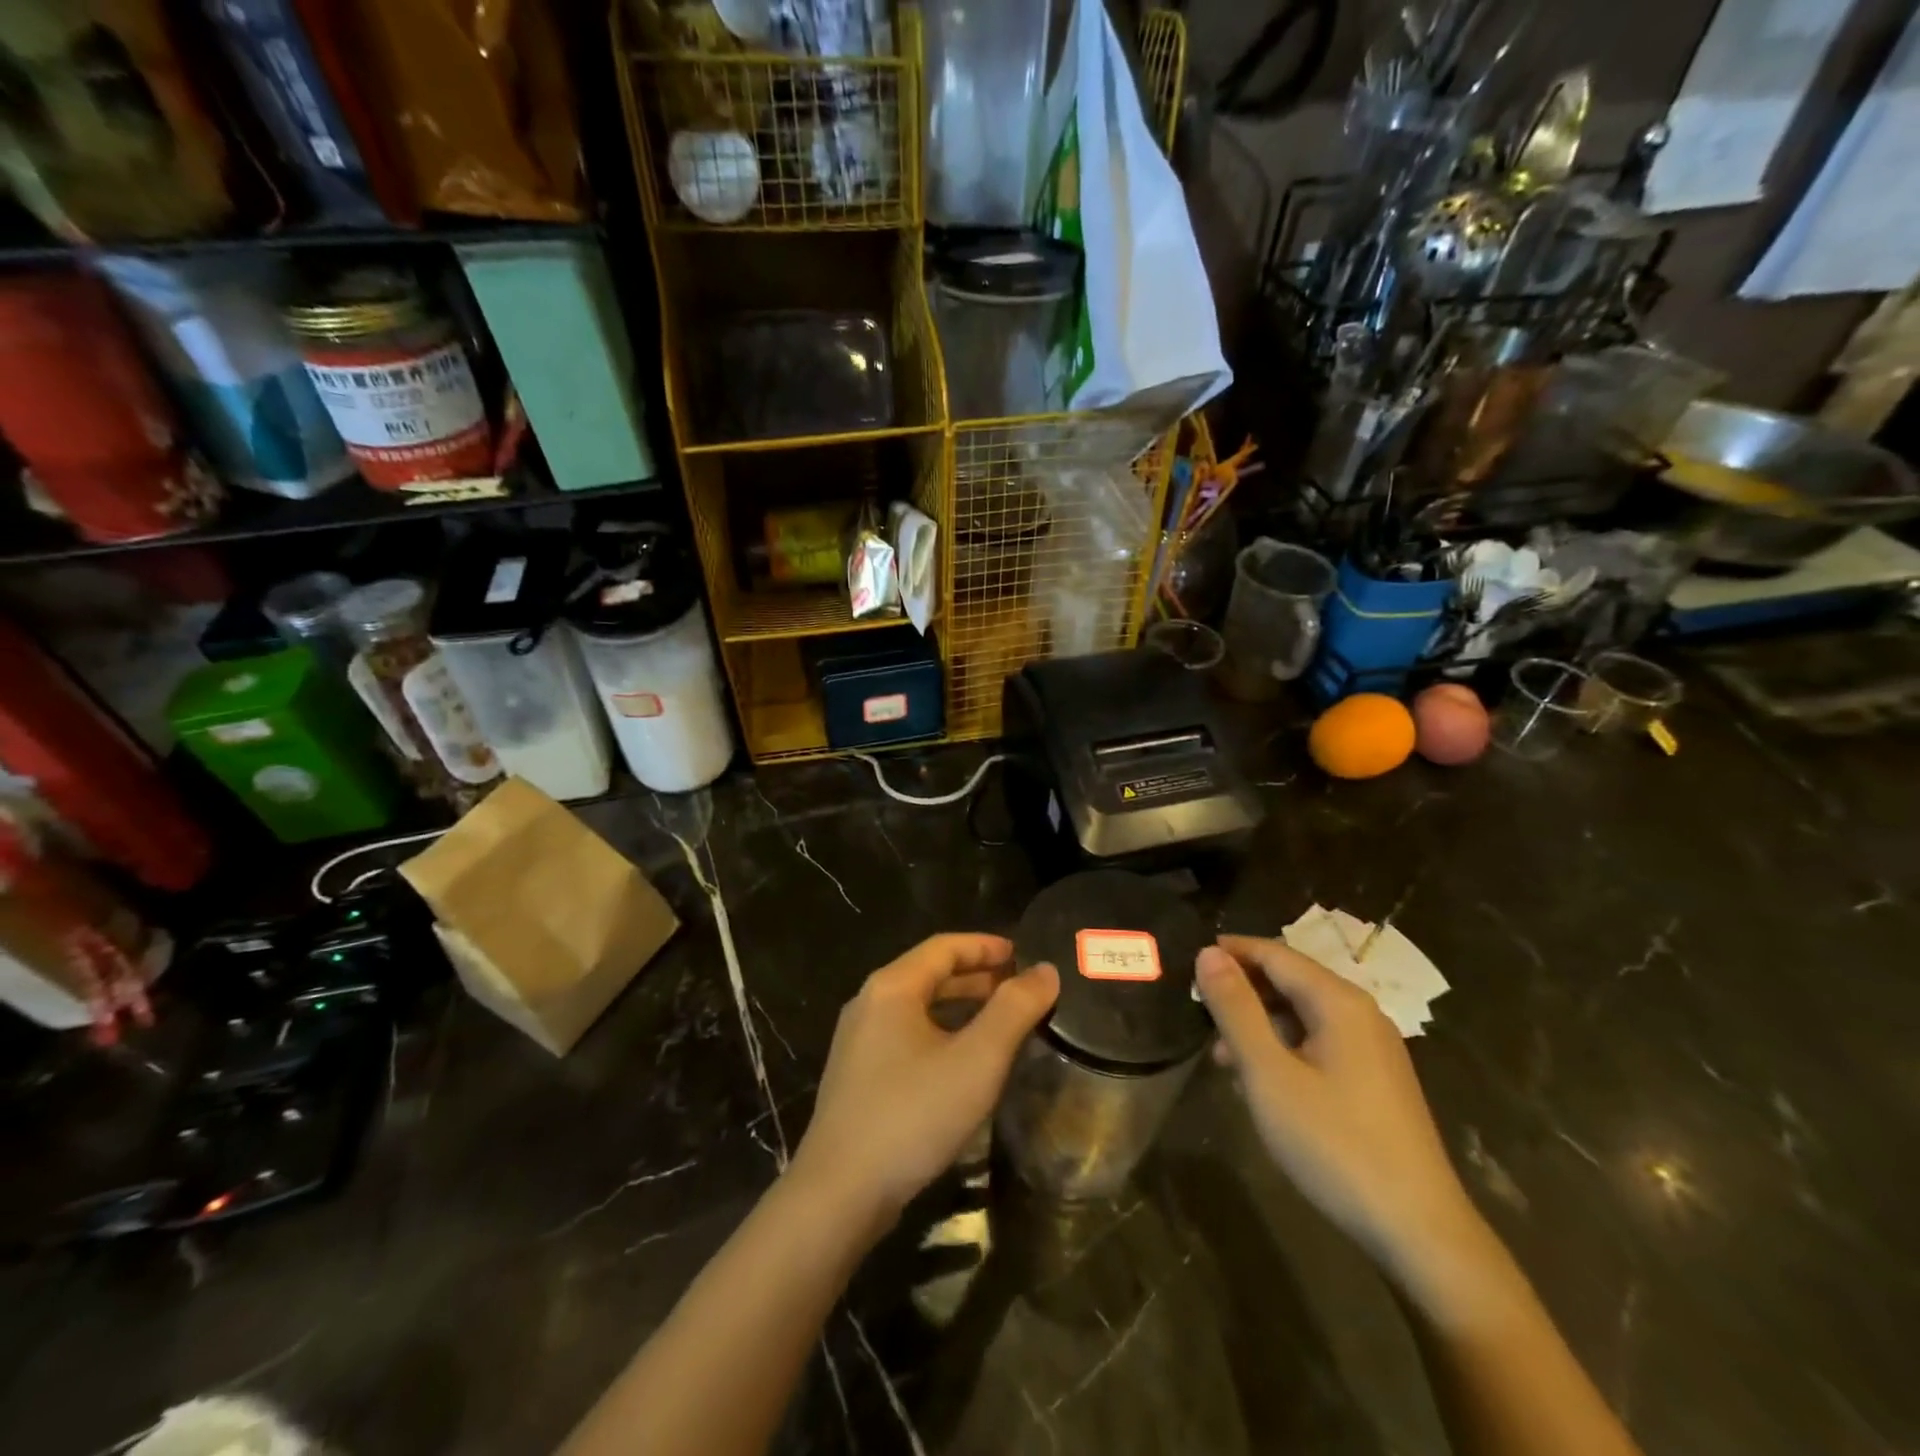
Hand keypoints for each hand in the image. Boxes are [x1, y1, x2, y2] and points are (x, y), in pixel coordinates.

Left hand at [790, 934, 1058, 1228]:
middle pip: (929, 974)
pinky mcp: (856, 1076)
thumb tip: (1046, 971)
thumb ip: (1014, 1010)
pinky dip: (940, 1033)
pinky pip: (906, 1036)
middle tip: (1018, 988)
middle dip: (976, 977)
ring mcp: (858, 1042)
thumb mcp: (977, 1059)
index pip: (944, 947)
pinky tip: (962, 1062)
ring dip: (959, 1007)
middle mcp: (869, 1003)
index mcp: (892, 987)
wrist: (839, 1193)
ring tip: (999, 1021)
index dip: (985, 946)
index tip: (1022, 953)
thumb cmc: (913, 1114)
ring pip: (918, 1008)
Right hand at [1196, 935, 1485, 1282]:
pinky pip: (1319, 1040)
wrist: (1418, 1232)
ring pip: (1303, 1012)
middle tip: (1198, 1009)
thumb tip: (1207, 953)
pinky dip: (1283, 1045)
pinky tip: (1261, 1077)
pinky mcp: (1375, 1080)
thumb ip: (1235, 1009)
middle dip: (1242, 988)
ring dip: (1259, 1020)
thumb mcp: (1268, 1074)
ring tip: (1220, 1052)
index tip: (1187, 963)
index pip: (1275, 953)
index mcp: (1339, 1002)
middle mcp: (1361, 1013)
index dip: (1229, 952)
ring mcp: (1373, 1048)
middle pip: (1291, 979)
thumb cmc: (1334, 1144)